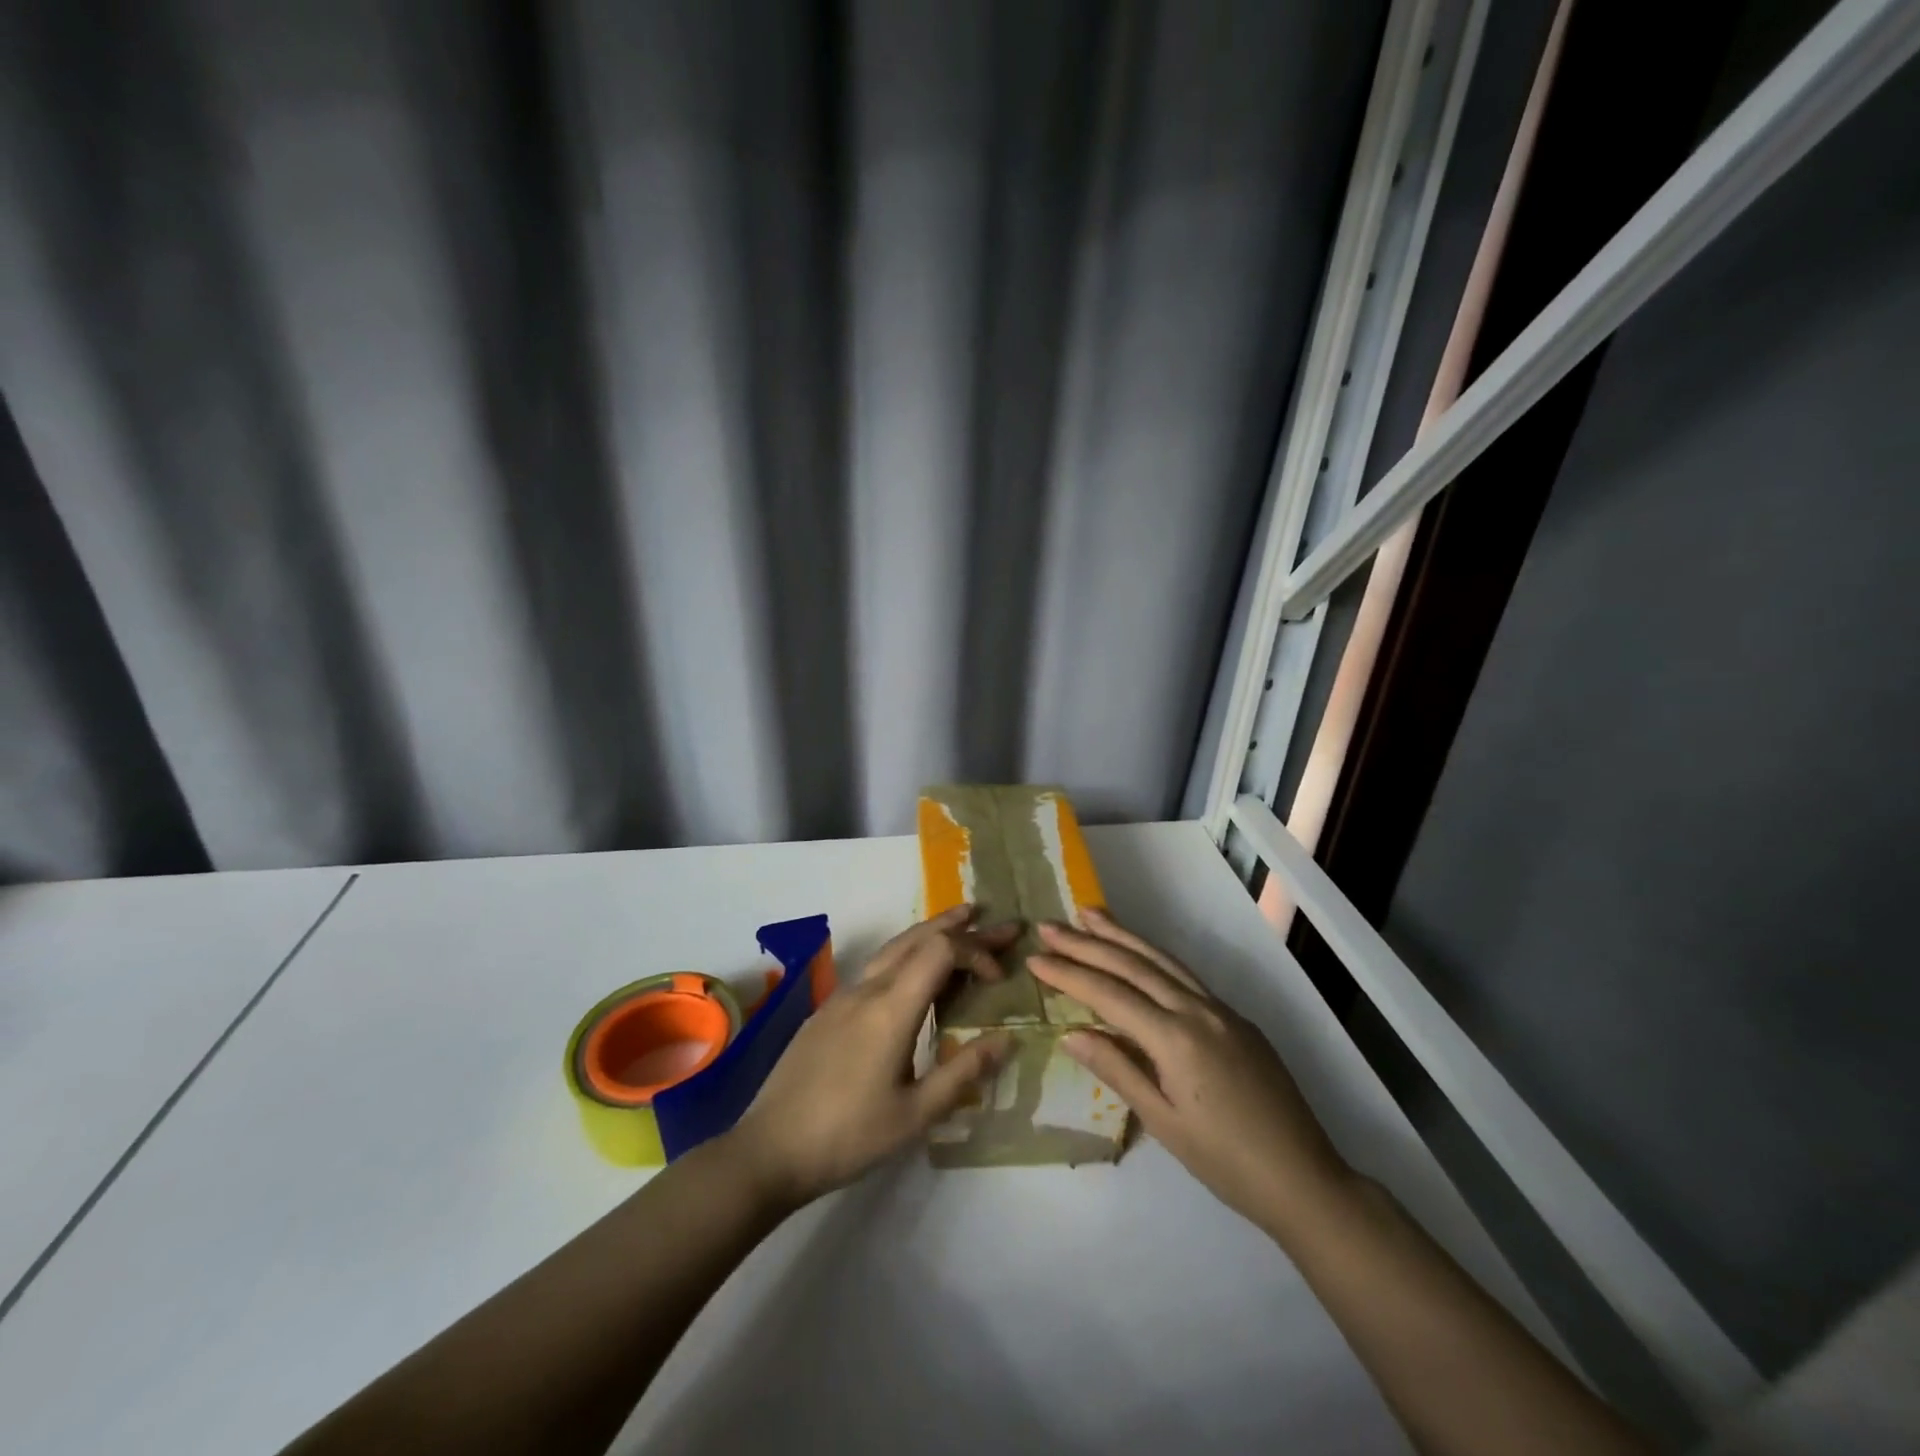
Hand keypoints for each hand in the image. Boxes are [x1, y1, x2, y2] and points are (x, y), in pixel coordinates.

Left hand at [728, 906, 1014, 1208]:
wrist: (770, 1149)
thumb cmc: (848, 1136)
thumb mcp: (915, 1115)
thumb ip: (963, 1073)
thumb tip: (1006, 1039)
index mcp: (891, 1008)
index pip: (941, 951)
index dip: (977, 953)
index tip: (1000, 979)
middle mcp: (867, 989)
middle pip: (919, 937)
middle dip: (962, 927)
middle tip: (998, 923)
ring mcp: (843, 995)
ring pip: (894, 947)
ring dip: (932, 932)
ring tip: (963, 923)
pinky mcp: (828, 1009)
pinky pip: (877, 966)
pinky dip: (908, 953)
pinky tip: (916, 970)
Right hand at [1029, 909, 1352, 1236]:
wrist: (1305, 1178)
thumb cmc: (1226, 1162)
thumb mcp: (1163, 1122)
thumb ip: (1118, 1070)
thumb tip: (1072, 1033)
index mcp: (1176, 1038)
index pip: (1110, 995)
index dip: (1069, 975)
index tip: (1035, 959)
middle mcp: (1198, 1010)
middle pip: (1133, 965)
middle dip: (1087, 943)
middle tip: (1049, 926)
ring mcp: (1221, 1010)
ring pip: (1162, 960)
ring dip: (1122, 935)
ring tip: (1089, 914)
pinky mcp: (1236, 1018)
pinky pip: (1185, 975)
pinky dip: (1153, 956)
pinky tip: (1138, 954)